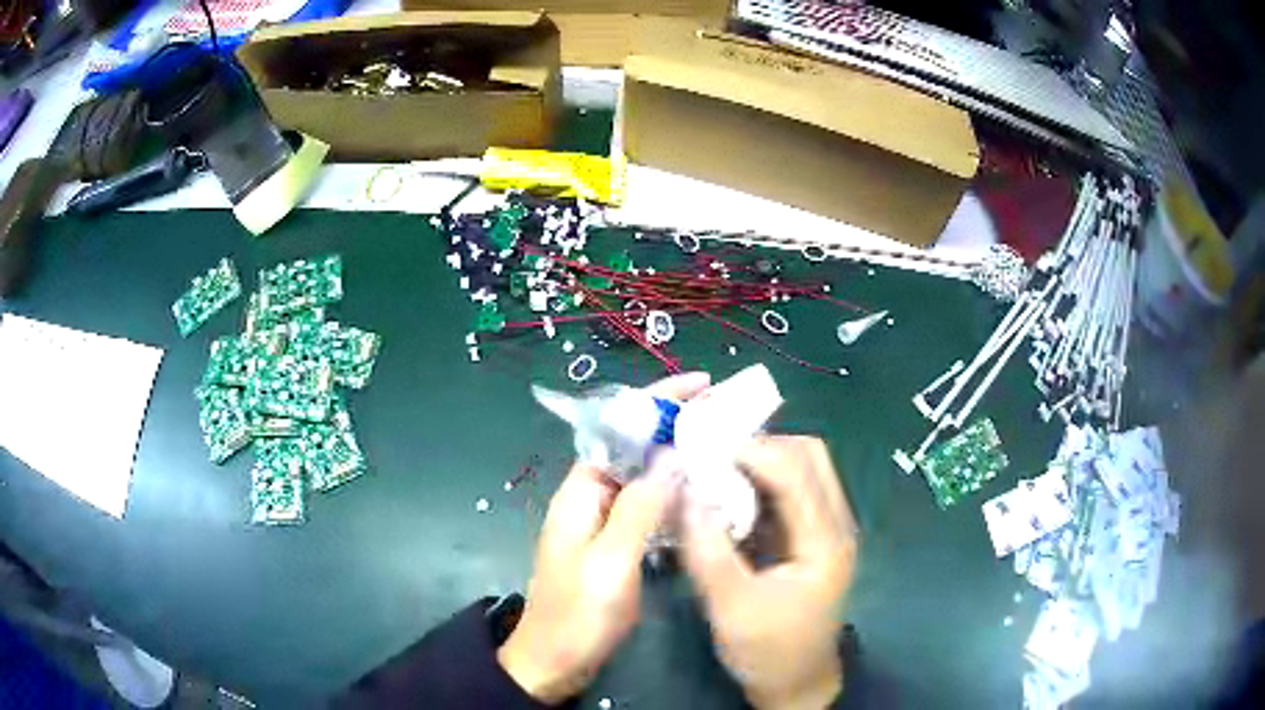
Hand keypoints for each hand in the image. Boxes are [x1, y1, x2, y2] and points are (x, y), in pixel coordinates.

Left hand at [498, 372, 710, 703]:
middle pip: (635, 447)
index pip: (619, 429)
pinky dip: (675, 492)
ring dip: (679, 457)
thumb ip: (639, 509)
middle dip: (676, 424)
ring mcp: (605, 521)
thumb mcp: (609, 563)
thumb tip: (673, 456)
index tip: (701, 385)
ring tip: (724, 445)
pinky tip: (704, 493)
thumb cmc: (578, 615)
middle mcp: (592, 497)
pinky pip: (649, 504)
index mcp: (581, 492)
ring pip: (645, 475)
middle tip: (725, 413)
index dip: (658, 402)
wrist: (555, 661)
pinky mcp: (617, 543)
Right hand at [683, 436, 858, 709]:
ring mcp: (826, 530)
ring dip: (760, 463)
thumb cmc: (769, 652)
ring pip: (801, 470)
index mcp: (825, 541)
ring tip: (714, 472)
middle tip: (710, 457)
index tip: (701, 449)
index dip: (750, 451)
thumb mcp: (732, 609)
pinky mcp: (811, 540)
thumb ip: (708, 552)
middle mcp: (835, 524)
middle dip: (759, 447)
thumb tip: (684, 495)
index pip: (796, 471)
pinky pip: (790, 493)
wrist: (796, 684)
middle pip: (808, 456)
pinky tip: (728, 498)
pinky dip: (760, 485)